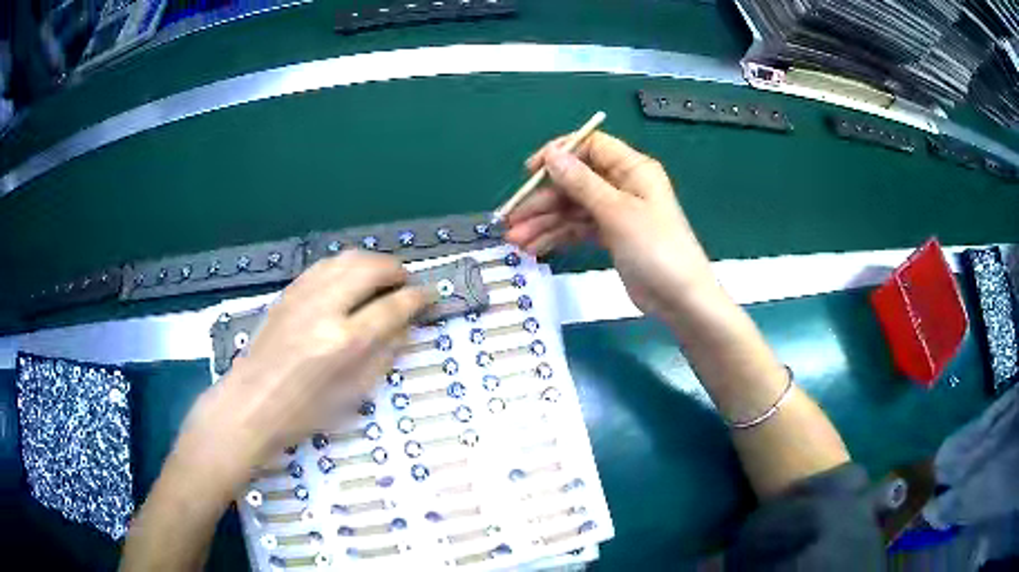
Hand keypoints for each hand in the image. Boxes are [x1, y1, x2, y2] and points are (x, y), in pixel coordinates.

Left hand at [171, 251, 429, 491]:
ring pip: (346, 259)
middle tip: (408, 283)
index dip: (418, 298)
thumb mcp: (355, 393)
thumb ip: (385, 354)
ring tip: (383, 278)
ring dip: (372, 262)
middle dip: (397, 270)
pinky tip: (351, 280)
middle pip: (370, 268)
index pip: (392, 307)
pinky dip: (346, 266)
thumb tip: (407, 325)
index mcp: (344, 342)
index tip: (431, 295)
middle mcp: (324, 309)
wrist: (252, 403)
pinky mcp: (288, 292)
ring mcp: (302, 296)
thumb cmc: (306, 412)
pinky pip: (324, 266)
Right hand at [504, 131, 715, 318]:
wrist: (680, 299)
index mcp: (632, 169)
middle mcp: (622, 185)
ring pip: (572, 208)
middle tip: (512, 219)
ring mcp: (615, 212)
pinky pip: (577, 229)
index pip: (590, 147)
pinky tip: (534, 248)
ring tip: (516, 242)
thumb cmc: (655, 249)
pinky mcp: (610, 236)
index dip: (559, 154)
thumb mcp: (617, 212)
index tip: (530, 172)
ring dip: (544, 222)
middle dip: (542, 200)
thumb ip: (582, 182)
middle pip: (575, 181)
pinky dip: (557, 237)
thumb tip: (552, 154)